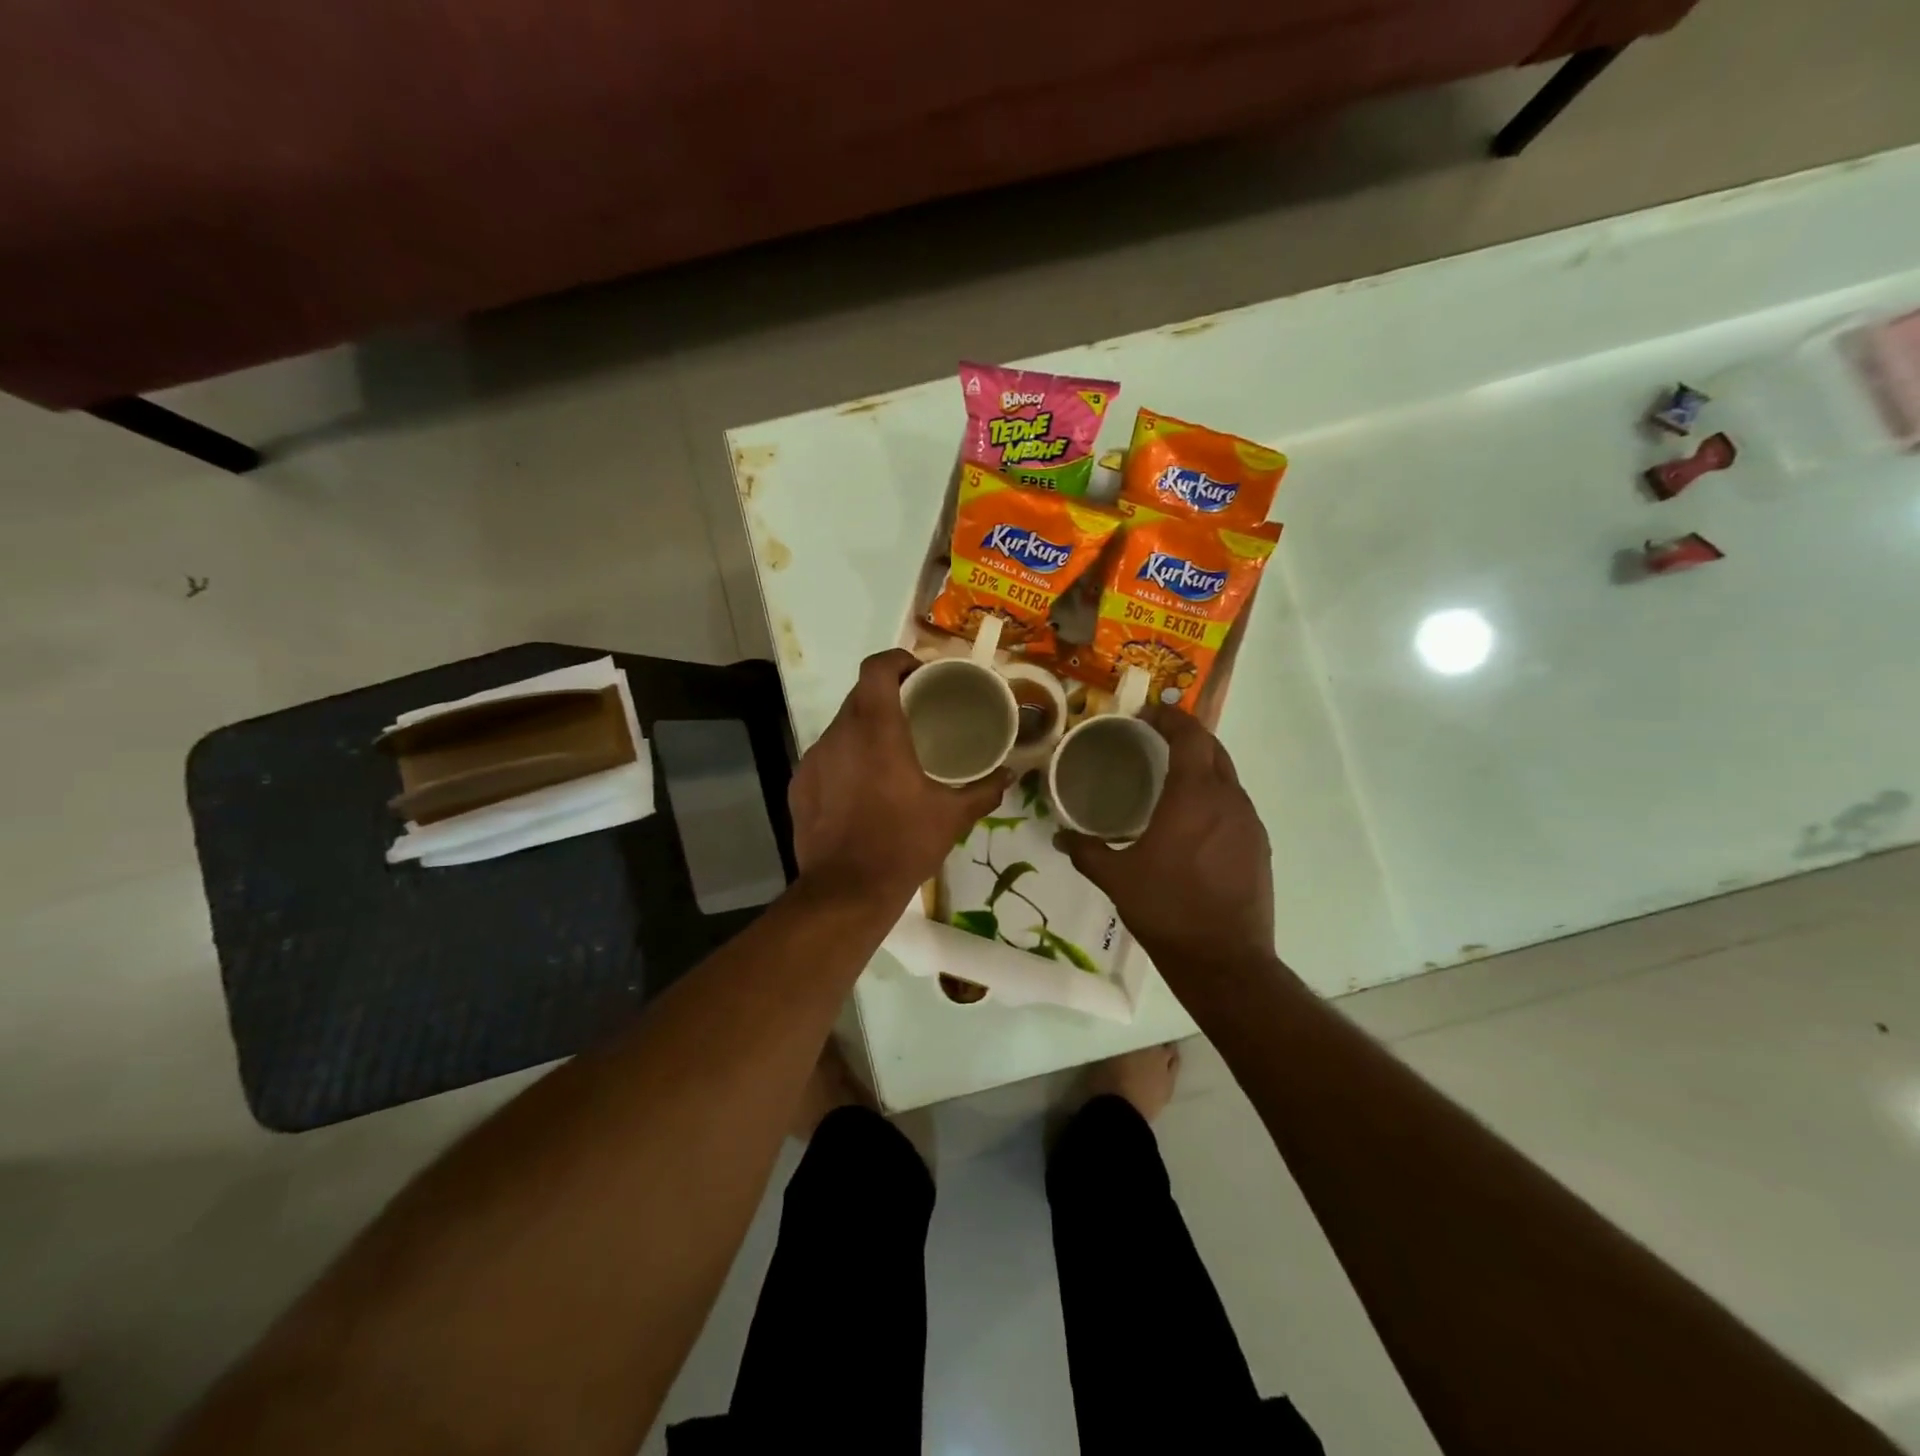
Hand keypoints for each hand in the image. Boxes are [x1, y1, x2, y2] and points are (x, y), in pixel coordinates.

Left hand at [789, 650, 1009, 908]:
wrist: (845, 892)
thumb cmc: (903, 844)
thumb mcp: (952, 817)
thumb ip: (983, 790)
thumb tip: (1010, 774)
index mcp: (876, 729)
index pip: (877, 668)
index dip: (898, 660)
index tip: (919, 674)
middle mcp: (839, 734)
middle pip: (860, 694)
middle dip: (887, 696)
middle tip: (915, 713)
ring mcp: (813, 760)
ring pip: (841, 727)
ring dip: (865, 730)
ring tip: (890, 752)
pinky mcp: (799, 785)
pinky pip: (826, 758)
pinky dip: (846, 760)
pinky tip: (862, 788)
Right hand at [1057, 704, 1274, 975]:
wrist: (1224, 960)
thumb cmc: (1167, 909)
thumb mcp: (1116, 878)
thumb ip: (1086, 850)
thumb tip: (1060, 835)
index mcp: (1194, 796)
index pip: (1191, 736)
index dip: (1172, 718)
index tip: (1148, 714)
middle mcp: (1228, 800)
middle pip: (1214, 750)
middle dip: (1188, 737)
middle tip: (1156, 740)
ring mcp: (1250, 823)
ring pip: (1227, 777)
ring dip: (1202, 767)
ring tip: (1171, 779)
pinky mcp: (1259, 846)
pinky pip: (1235, 805)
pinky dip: (1214, 796)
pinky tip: (1193, 821)